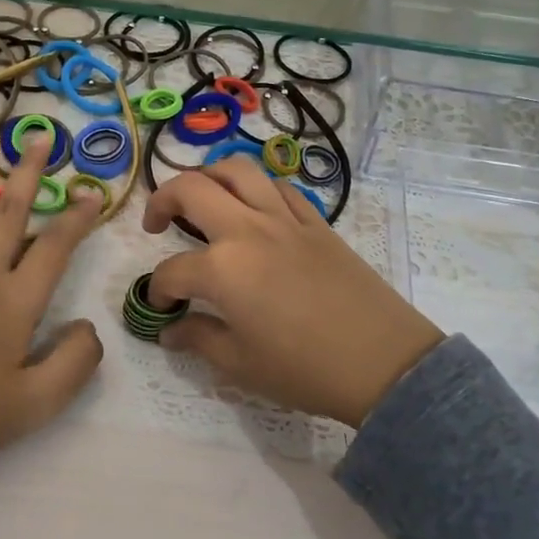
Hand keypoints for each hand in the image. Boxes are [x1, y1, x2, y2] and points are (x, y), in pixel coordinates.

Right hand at [143, 161, 442, 427]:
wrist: (382, 361)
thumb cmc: (304, 369)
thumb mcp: (240, 364)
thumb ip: (198, 338)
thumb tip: (172, 330)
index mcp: (222, 268)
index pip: (172, 271)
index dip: (158, 291)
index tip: (162, 309)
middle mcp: (248, 230)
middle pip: (192, 190)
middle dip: (162, 200)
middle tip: (156, 223)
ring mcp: (285, 219)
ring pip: (238, 170)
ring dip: (208, 176)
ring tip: (201, 197)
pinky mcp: (316, 222)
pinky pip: (279, 187)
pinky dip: (256, 188)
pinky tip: (253, 208)